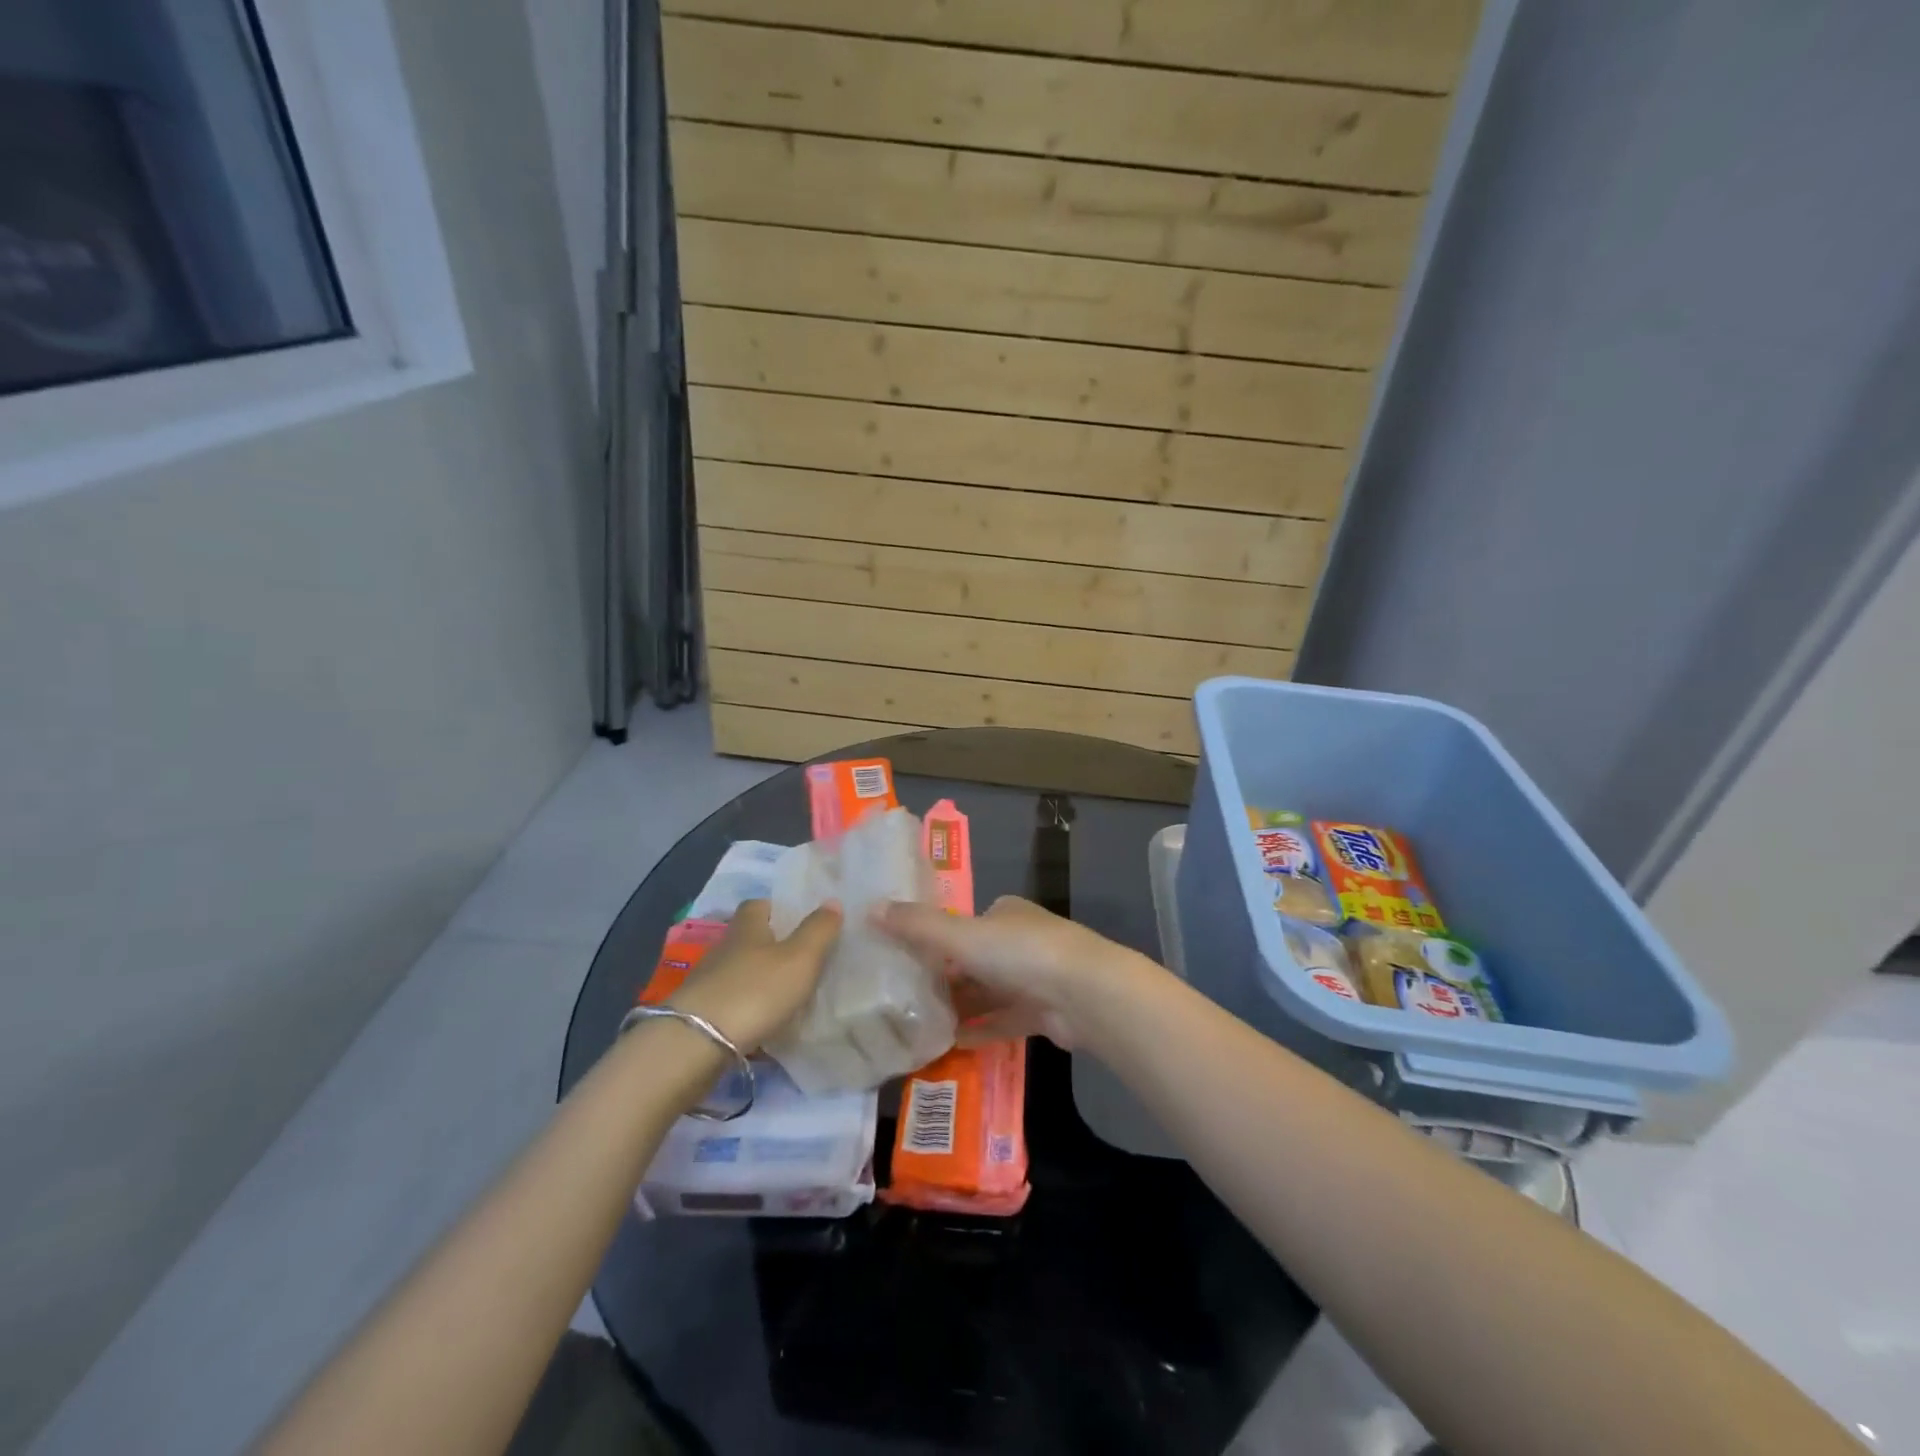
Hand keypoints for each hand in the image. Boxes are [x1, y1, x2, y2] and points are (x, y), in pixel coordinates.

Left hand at [667, 899, 841, 1053]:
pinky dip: (747, 1009)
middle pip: (748, 939)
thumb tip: (832, 900)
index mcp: (747, 928)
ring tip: (787, 994)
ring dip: (759, 980)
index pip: (758, 905)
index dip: (777, 908)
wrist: (698, 1044)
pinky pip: (731, 1003)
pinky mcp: (700, 1015)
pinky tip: (765, 1023)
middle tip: (801, 959)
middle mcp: (724, 949)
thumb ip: (819, 930)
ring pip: (739, 972)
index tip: (798, 919)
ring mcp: (707, 983)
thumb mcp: (800, 958)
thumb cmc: (756, 991)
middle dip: (771, 946)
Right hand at [873, 895, 1147, 1048]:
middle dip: (943, 977)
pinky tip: (950, 1045)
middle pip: (974, 960)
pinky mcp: (1043, 1013)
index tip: (902, 958)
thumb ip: (917, 926)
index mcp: (1005, 913)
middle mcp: (1021, 941)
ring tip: (917, 1024)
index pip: (963, 923)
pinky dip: (979, 1031)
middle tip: (901, 997)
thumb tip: (870, 908)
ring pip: (988, 993)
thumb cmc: (1021, 953)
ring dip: (959, 1007)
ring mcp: (1035, 979)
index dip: (934, 939)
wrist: (1085, 995)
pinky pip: (1002, 1021)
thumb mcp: (961, 936)